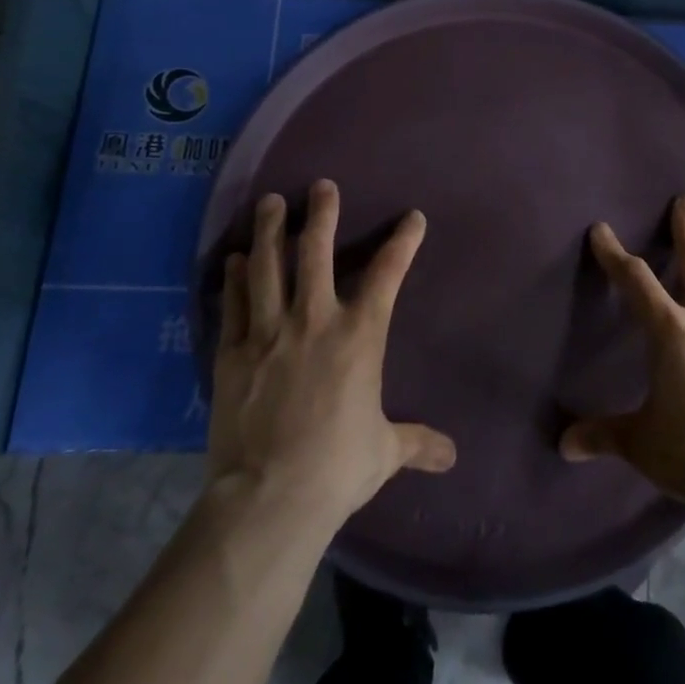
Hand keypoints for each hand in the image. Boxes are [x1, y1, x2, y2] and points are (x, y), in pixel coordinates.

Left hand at [207, 179, 455, 528]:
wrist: (270, 497)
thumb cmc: (337, 467)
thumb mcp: (384, 452)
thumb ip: (416, 443)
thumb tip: (451, 458)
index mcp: (359, 336)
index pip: (387, 275)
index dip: (402, 242)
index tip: (412, 218)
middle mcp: (314, 321)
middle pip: (316, 253)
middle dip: (321, 214)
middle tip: (321, 186)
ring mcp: (268, 333)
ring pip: (268, 267)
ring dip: (270, 231)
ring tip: (271, 203)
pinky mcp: (233, 353)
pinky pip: (234, 304)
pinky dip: (235, 278)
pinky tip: (234, 259)